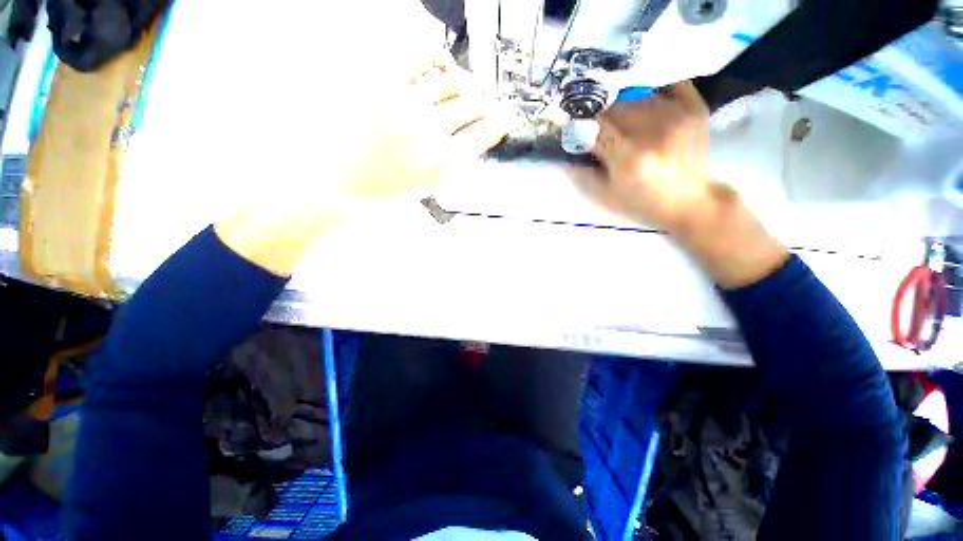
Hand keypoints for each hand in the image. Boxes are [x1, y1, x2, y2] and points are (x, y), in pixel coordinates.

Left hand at [339, 58, 512, 200]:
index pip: (483, 135)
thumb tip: (478, 150)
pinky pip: (417, 59)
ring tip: (470, 86)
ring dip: (467, 83)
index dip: (499, 124)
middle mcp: (431, 133)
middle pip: (473, 106)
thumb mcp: (430, 188)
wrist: (342, 181)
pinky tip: (443, 62)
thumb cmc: (388, 191)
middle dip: (487, 103)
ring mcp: (407, 105)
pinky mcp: (382, 84)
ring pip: (452, 83)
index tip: (506, 118)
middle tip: (488, 102)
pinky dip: (435, 57)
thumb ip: (456, 169)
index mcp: (443, 163)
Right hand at [569, 82, 711, 233]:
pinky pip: (669, 83)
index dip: (580, 127)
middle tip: (597, 127)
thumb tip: (565, 150)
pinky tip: (645, 103)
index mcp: (629, 157)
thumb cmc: (641, 203)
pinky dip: (652, 89)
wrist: (688, 203)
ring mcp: (677, 116)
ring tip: (621, 119)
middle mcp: (654, 131)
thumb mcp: (604, 196)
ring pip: (637, 94)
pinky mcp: (695, 108)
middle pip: (614, 106)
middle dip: (600, 116)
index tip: (574, 130)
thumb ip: (581, 173)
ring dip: (622, 105)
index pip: (594, 127)